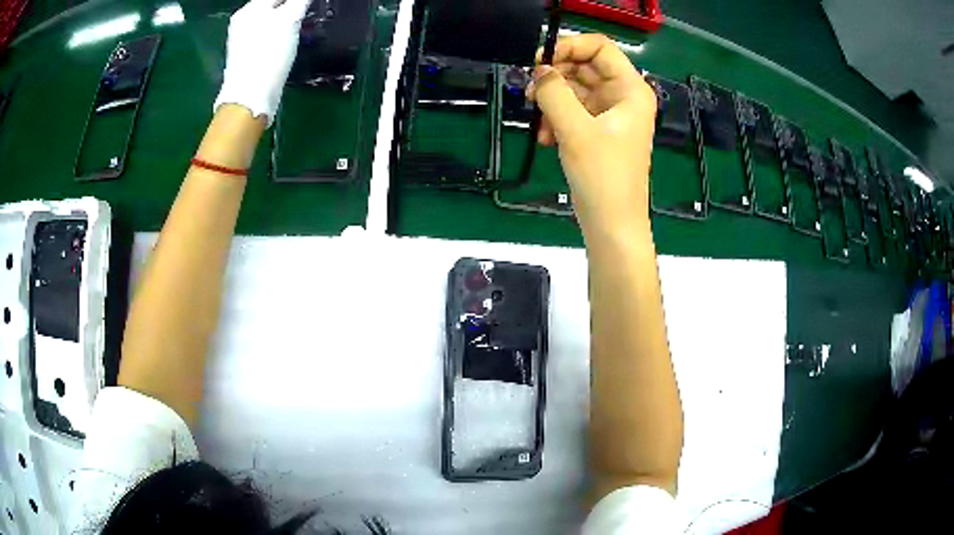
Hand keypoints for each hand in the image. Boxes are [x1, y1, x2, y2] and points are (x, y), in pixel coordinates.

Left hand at [214, 0, 309, 126]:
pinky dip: (277, 31)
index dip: (295, 0)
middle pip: (272, 3)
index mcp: (250, 8)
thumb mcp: (290, 20)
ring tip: (299, 22)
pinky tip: (285, 39)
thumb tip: (302, 0)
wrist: (250, 97)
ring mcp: (241, 38)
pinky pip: (264, 33)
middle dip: (289, 5)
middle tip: (305, 11)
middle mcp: (242, 20)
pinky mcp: (245, 54)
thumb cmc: (269, 55)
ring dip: (285, 16)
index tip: (306, 6)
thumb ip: (300, 1)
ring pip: (269, 17)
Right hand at [527, 34, 656, 231]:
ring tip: (538, 122)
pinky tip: (546, 138)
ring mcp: (610, 114)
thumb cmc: (603, 176)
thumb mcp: (574, 129)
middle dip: (555, 77)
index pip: (599, 47)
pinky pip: (573, 111)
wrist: (611, 224)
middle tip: (530, 91)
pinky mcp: (598, 131)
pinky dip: (556, 119)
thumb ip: (554, 92)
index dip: (569, 47)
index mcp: (630, 89)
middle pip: (584, 67)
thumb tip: (539, 70)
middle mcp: (622, 96)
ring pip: (574, 90)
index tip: (539, 61)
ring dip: (552, 102)